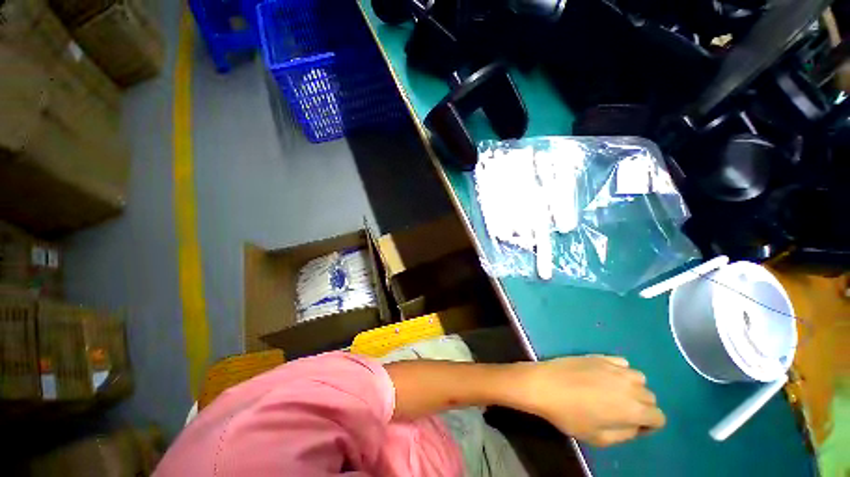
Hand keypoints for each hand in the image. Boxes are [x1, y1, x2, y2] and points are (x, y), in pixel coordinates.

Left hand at [519, 355, 665, 446]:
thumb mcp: (599, 438)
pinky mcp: (600, 356)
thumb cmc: (569, 416)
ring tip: (613, 393)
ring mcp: (615, 367)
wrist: (544, 385)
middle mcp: (630, 386)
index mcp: (633, 409)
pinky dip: (620, 370)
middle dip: (641, 407)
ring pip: (638, 378)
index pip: (658, 417)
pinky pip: (621, 363)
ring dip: (632, 387)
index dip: (649, 425)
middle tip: (619, 412)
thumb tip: (636, 425)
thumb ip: (625, 433)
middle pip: (649, 397)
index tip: (632, 427)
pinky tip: (605, 376)